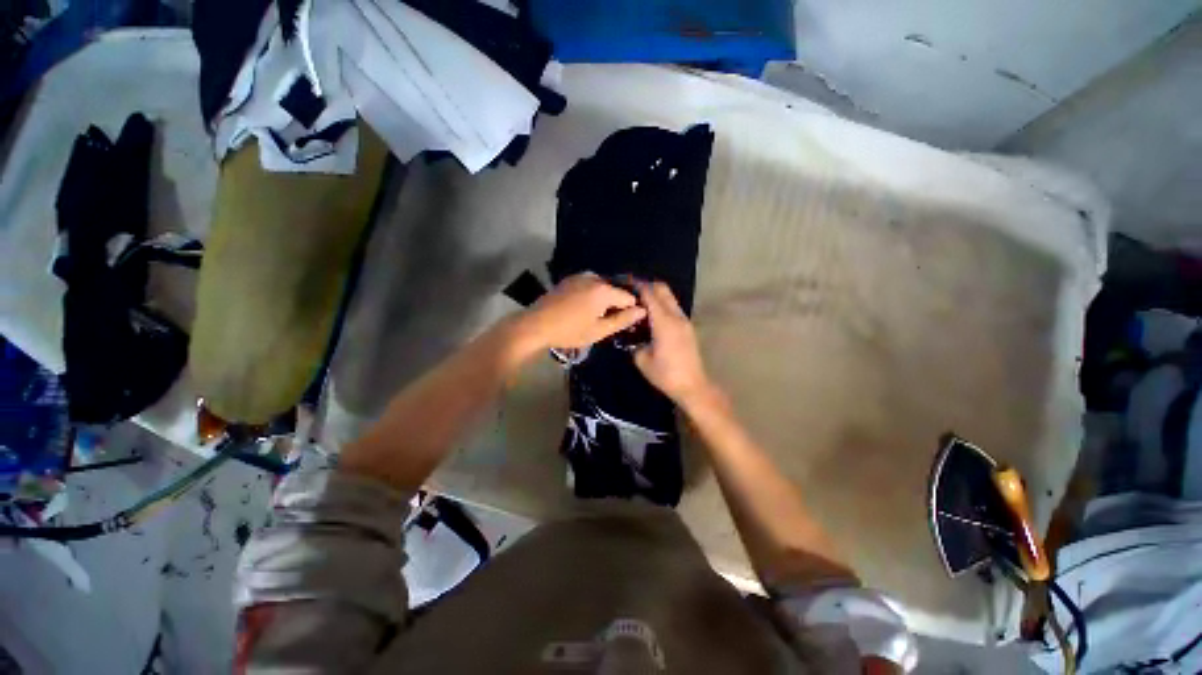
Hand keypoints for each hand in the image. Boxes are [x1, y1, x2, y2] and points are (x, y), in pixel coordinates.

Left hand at [516, 274, 646, 352]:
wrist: (536, 325)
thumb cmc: (569, 331)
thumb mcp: (599, 331)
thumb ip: (622, 320)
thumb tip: (642, 311)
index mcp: (603, 290)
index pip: (629, 297)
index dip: (630, 311)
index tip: (625, 323)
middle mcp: (594, 277)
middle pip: (615, 290)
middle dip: (616, 305)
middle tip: (607, 322)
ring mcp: (580, 276)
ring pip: (602, 288)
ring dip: (603, 300)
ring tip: (594, 317)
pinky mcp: (570, 279)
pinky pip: (590, 285)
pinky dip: (592, 295)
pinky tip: (583, 309)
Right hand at [633, 281, 715, 406]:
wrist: (693, 385)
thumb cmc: (666, 374)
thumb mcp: (642, 359)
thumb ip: (634, 342)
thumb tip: (630, 333)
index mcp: (664, 322)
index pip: (650, 294)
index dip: (636, 285)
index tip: (623, 282)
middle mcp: (676, 316)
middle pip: (662, 289)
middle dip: (646, 286)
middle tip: (630, 292)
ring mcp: (684, 320)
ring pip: (669, 297)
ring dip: (655, 295)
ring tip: (639, 305)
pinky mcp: (687, 327)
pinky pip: (672, 307)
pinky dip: (661, 305)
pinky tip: (650, 317)